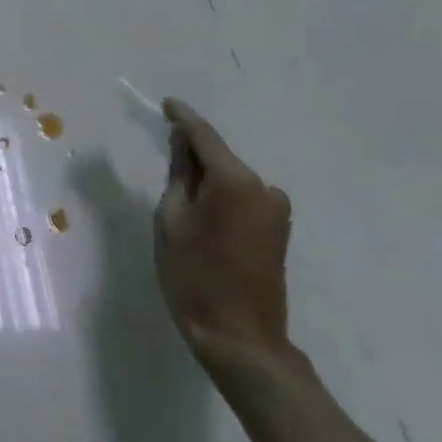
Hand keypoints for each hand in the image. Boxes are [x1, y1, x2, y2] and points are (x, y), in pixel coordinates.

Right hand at [153, 99, 297, 367]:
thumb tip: (183, 144)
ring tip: (179, 203)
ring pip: (230, 180)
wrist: (239, 336)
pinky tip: (201, 218)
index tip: (165, 104)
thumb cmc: (194, 276)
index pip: (205, 136)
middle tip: (163, 158)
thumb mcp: (171, 220)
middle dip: (192, 155)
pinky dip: (220, 197)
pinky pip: (242, 198)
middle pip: (220, 159)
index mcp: (235, 181)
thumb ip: (179, 175)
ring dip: (206, 180)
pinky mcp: (278, 230)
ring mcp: (276, 210)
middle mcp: (263, 188)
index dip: (183, 118)